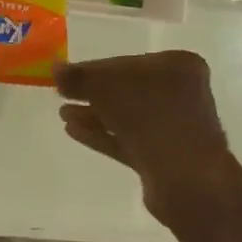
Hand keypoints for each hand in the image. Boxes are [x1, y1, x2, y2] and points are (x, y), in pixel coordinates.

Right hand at [54, 52, 228, 226]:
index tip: (64, 76)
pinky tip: (73, 131)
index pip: (126, 62)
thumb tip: (56, 69)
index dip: (92, 69)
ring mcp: (173, 127)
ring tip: (63, 115)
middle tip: (61, 94)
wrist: (185, 178)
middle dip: (92, 93)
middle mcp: (180, 93)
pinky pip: (127, 139)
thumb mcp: (106, 87)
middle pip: (126, 89)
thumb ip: (79, 76)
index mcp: (178, 66)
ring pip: (125, 116)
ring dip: (94, 114)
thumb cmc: (150, 117)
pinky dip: (101, 134)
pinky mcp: (163, 156)